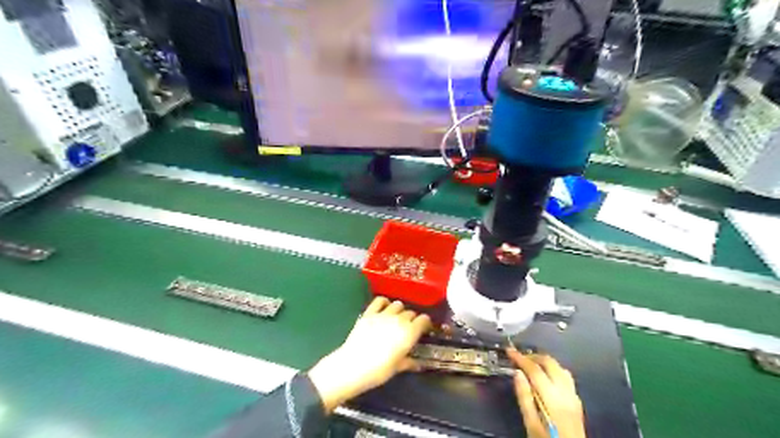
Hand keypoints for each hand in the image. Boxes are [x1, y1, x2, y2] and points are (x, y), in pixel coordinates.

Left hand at [307, 296, 432, 412]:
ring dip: (399, 310)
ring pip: (397, 304)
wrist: (353, 366)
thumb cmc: (379, 370)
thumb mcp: (398, 368)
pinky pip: (380, 300)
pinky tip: (384, 307)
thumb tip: (418, 364)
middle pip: (410, 312)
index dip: (425, 323)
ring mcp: (383, 314)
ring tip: (396, 317)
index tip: (423, 328)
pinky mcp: (369, 313)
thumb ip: (409, 362)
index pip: (424, 320)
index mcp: (410, 333)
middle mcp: (399, 320)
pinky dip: (384, 302)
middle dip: (412, 318)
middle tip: (408, 327)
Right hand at [506, 349, 584, 436]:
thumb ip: (524, 397)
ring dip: (545, 362)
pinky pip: (566, 377)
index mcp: (552, 398)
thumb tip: (517, 373)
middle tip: (519, 358)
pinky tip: (547, 377)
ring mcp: (574, 396)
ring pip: (560, 367)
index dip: (521, 358)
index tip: (509, 350)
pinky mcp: (577, 401)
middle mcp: (566, 392)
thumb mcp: (531, 424)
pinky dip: (554, 370)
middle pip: (550, 363)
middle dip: (533, 357)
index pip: (535, 370)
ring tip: (531, 365)